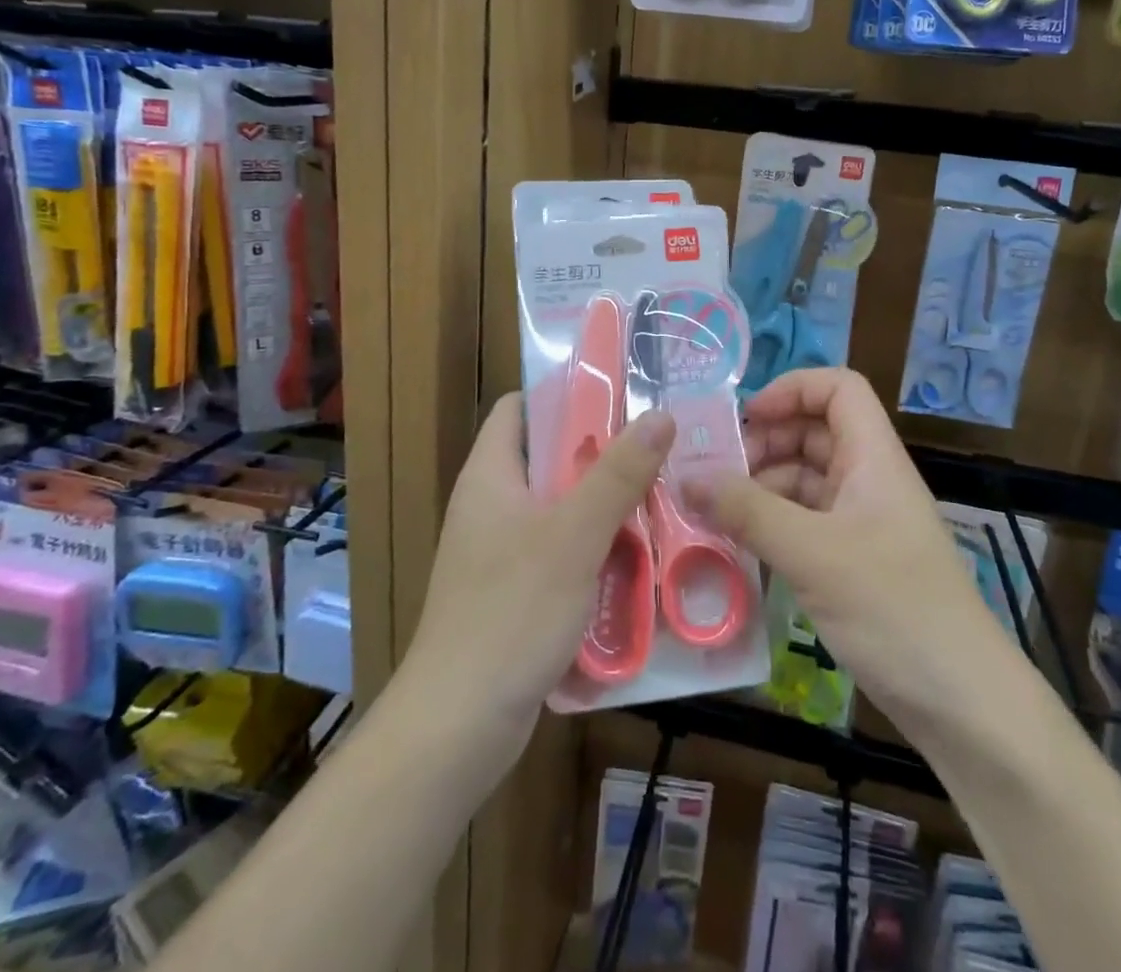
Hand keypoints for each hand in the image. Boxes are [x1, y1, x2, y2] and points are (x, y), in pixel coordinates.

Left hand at [402, 393, 675, 769]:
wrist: (458, 727)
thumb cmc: (511, 613)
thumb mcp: (573, 535)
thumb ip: (618, 474)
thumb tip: (660, 414)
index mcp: (490, 476)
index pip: (519, 409)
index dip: (563, 394)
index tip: (619, 392)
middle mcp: (491, 505)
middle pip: (548, 458)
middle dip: (601, 452)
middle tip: (659, 445)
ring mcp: (500, 552)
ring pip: (560, 508)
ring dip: (605, 504)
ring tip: (662, 494)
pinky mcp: (514, 592)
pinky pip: (561, 552)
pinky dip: (595, 547)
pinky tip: (638, 556)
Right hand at [685, 368, 1020, 736]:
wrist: (963, 704)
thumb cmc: (894, 609)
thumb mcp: (813, 554)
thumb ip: (748, 512)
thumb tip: (686, 476)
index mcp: (873, 457)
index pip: (839, 388)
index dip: (792, 388)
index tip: (746, 419)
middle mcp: (869, 480)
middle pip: (815, 433)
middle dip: (764, 443)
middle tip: (714, 472)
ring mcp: (863, 523)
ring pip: (805, 482)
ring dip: (761, 488)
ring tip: (713, 513)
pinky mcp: (854, 564)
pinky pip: (805, 525)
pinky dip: (771, 527)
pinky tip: (738, 547)